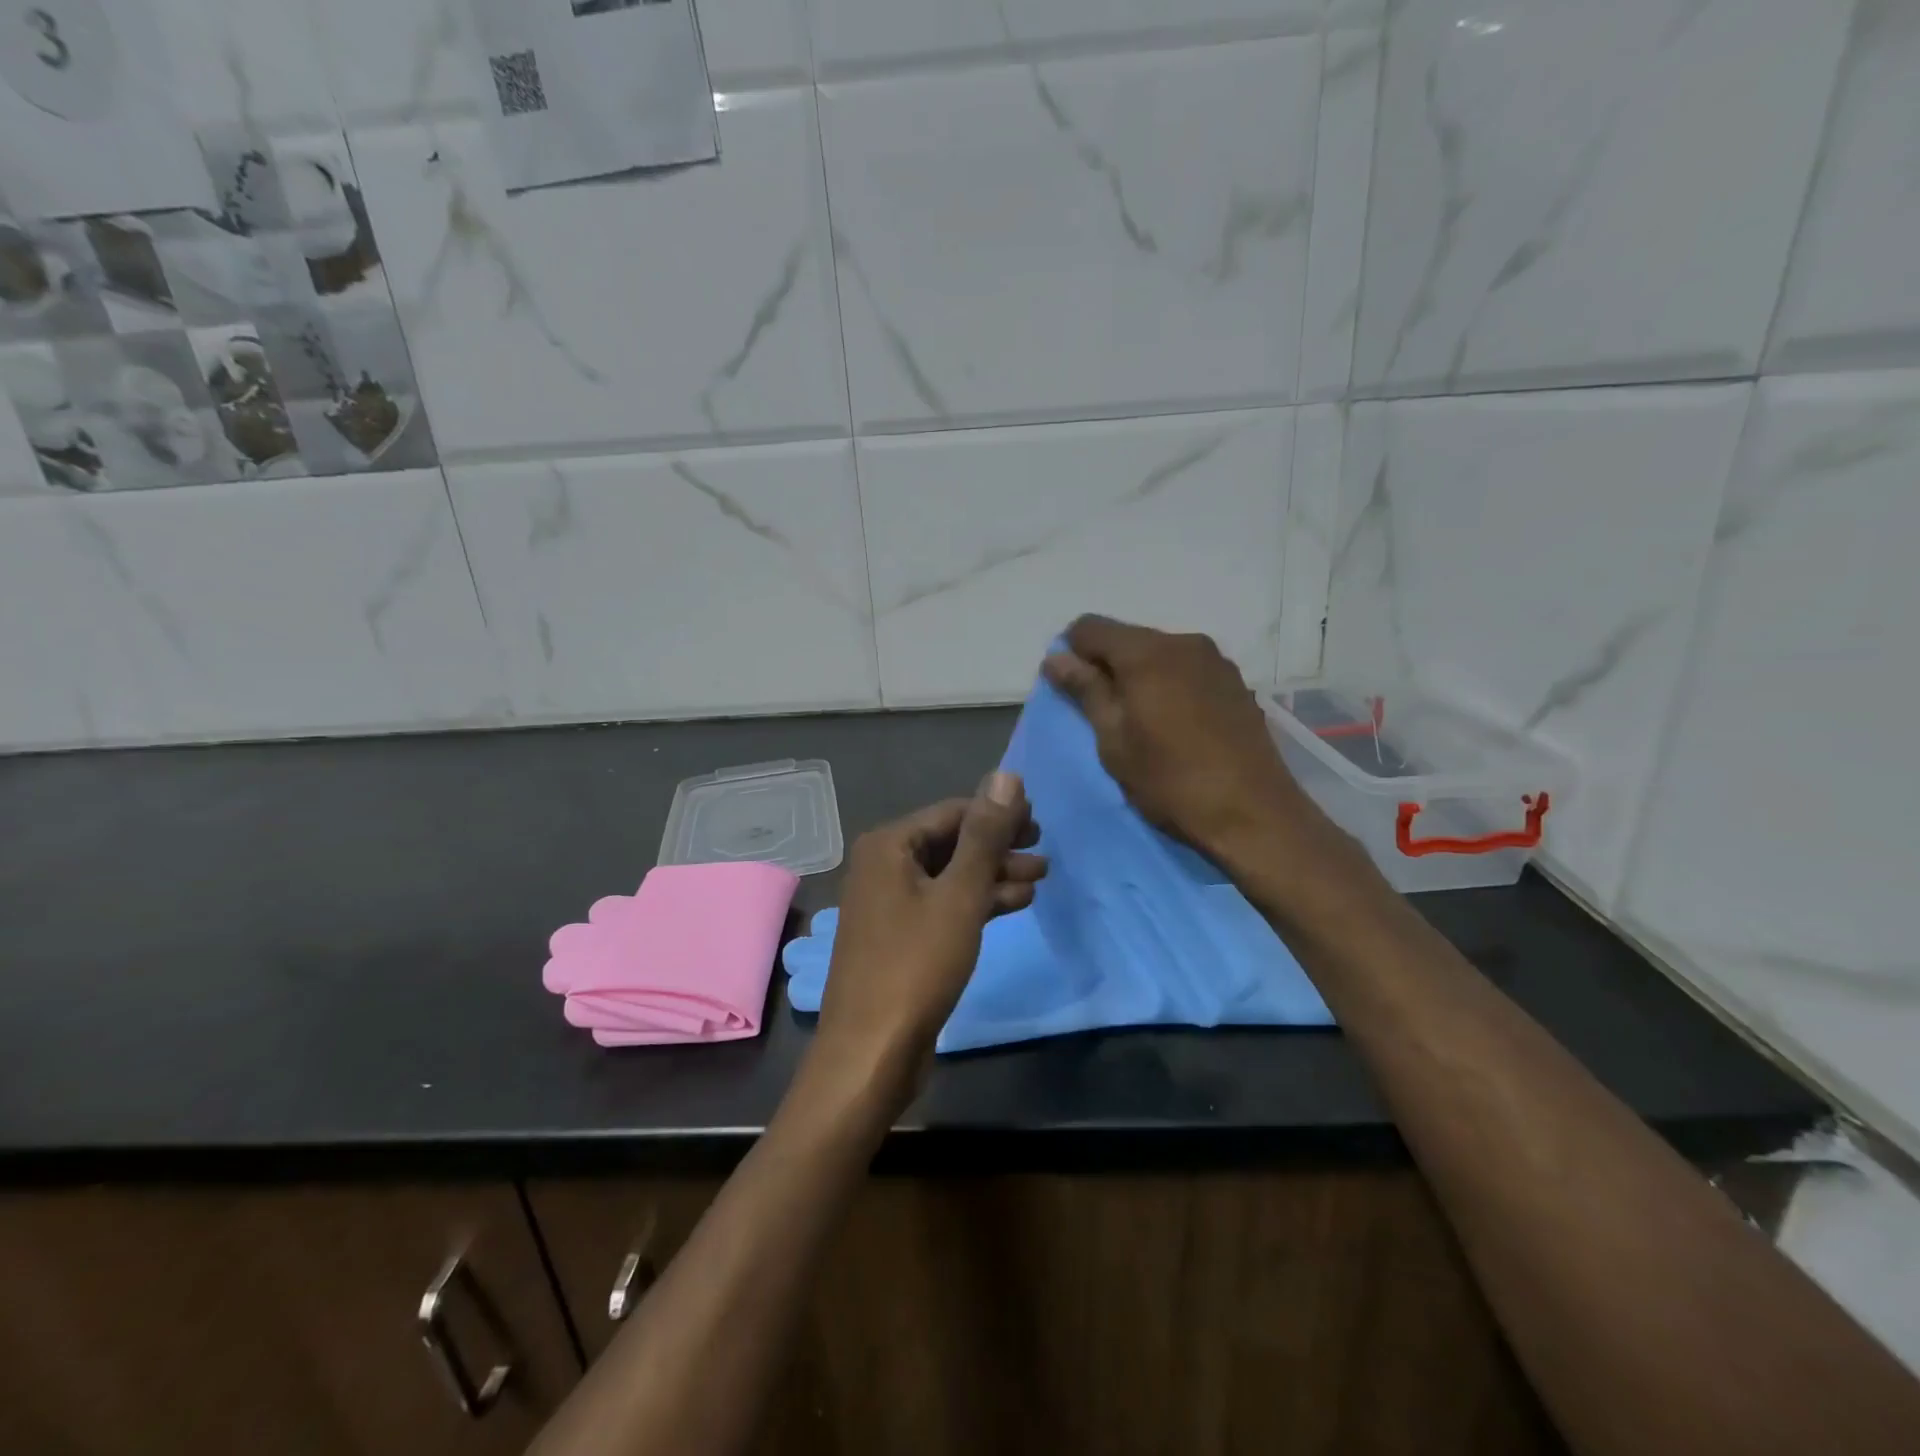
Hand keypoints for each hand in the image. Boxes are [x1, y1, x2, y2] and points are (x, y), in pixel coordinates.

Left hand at [811, 773, 1044, 1096]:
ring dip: (994, 875)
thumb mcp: (960, 895)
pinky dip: (977, 902)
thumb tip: (1006, 776)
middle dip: (999, 846)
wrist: (872, 1051)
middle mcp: (883, 866)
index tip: (1040, 820)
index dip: (998, 813)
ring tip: (1041, 877)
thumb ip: (985, 835)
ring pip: (951, 876)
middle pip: (951, 842)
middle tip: (1043, 850)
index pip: (953, 812)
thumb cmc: (917, 964)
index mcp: (889, 845)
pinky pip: (944, 904)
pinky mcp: (901, 936)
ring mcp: (890, 903)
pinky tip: (1015, 904)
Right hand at [1042, 616, 1333, 867]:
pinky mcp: (1236, 682)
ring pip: (1160, 653)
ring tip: (1140, 720)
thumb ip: (1085, 691)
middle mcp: (1183, 642)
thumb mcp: (1114, 740)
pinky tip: (1175, 723)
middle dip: (1106, 665)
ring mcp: (1216, 660)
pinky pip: (1187, 669)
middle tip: (1101, 712)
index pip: (1090, 628)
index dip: (1071, 652)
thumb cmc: (1170, 781)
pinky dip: (1169, 684)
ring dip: (1140, 676)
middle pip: (1128, 638)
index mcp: (1146, 653)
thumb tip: (1056, 658)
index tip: (1070, 689)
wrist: (1253, 814)